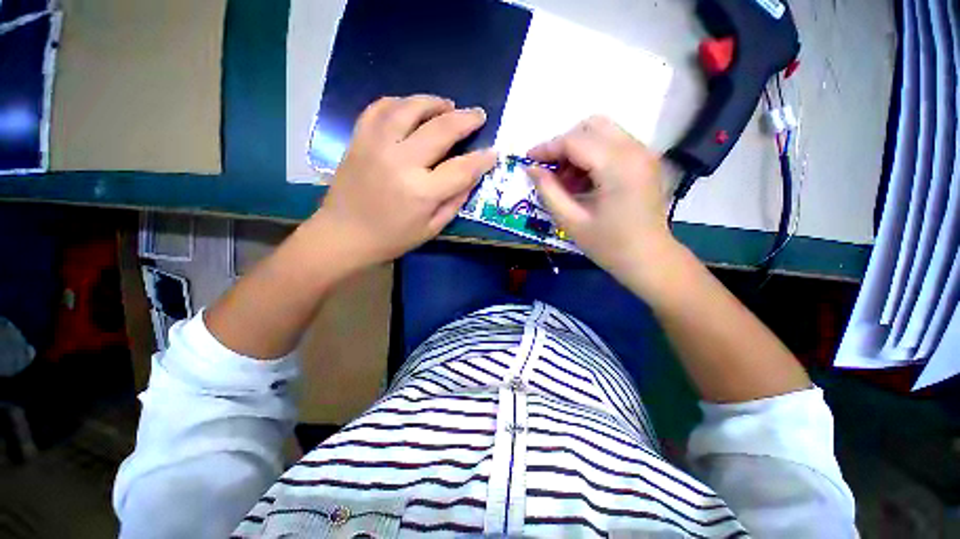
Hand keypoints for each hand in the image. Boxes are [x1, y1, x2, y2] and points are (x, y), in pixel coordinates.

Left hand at [311, 95, 496, 267]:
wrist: (344, 235)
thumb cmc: (392, 238)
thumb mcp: (432, 228)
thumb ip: (455, 201)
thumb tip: (473, 175)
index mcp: (422, 192)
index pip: (462, 168)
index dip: (482, 159)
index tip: (493, 152)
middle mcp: (401, 162)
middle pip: (440, 129)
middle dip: (466, 119)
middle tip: (478, 115)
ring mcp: (376, 145)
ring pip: (409, 108)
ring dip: (433, 102)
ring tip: (448, 105)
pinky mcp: (359, 139)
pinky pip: (380, 108)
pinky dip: (399, 102)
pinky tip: (412, 107)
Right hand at [527, 116, 675, 278]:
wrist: (649, 259)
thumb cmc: (609, 245)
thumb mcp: (571, 221)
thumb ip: (548, 191)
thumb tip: (531, 169)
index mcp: (617, 166)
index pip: (575, 141)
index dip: (547, 148)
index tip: (528, 160)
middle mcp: (635, 150)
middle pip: (591, 126)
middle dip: (564, 144)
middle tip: (551, 171)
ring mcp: (644, 153)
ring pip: (603, 132)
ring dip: (578, 149)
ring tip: (567, 181)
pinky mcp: (645, 161)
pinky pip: (613, 143)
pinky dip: (593, 155)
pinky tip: (584, 181)